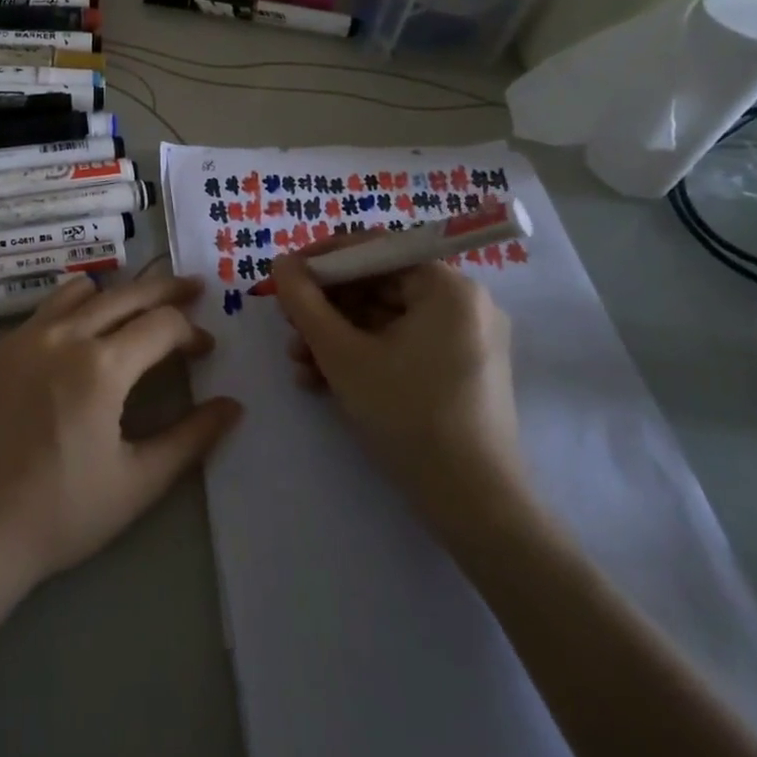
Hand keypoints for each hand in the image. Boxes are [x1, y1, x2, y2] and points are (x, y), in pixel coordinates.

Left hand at [0, 272, 244, 595]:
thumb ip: (191, 439)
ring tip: (138, 306)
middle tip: (193, 288)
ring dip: (118, 292)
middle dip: (166, 289)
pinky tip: (81, 334)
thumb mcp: (138, 482)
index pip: (161, 324)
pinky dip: (76, 306)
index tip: (205, 351)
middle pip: (126, 293)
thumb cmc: (61, 513)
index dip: (191, 332)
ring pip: (82, 290)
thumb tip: (233, 407)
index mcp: (102, 365)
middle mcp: (64, 335)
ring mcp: (26, 336)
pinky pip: (46, 309)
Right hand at [271, 238, 526, 538]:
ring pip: (384, 319)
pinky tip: (322, 380)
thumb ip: (305, 302)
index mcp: (448, 287)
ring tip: (298, 362)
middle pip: (378, 285)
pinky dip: (362, 356)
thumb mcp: (343, 355)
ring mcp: (464, 339)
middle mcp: (463, 304)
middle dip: (326, 307)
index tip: (285, 275)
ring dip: (335, 336)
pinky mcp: (459, 371)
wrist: (475, 506)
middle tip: (287, 324)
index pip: (376, 249)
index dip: (324, 259)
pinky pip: (401, 346)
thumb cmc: (408, 415)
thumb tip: (281, 263)